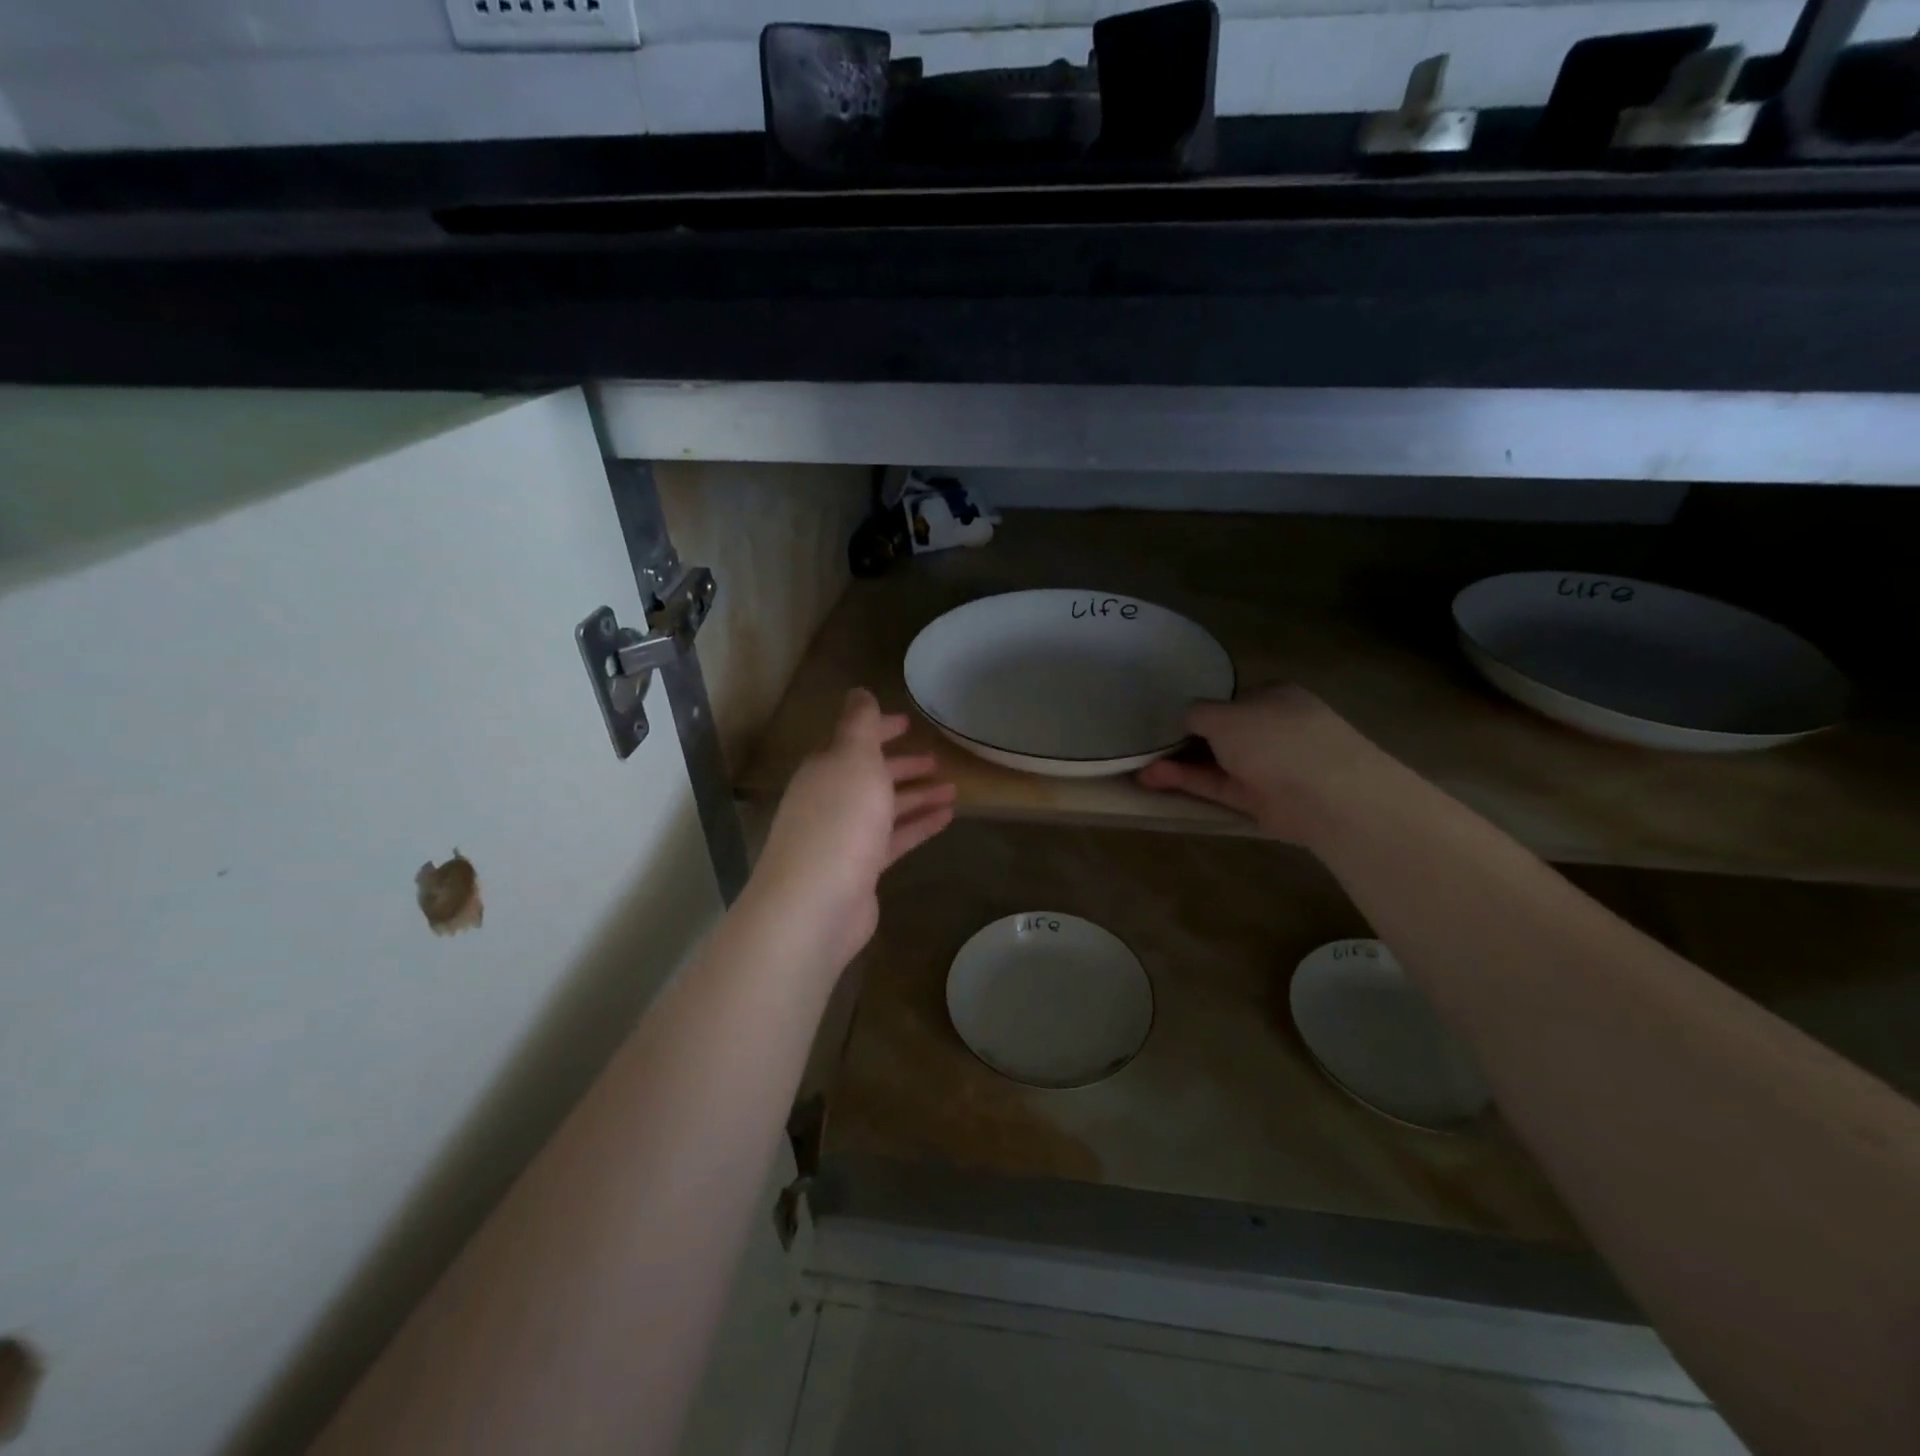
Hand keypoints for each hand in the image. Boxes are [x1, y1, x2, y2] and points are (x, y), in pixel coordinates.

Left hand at [747, 689, 955, 970]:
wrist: (816, 903)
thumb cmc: (839, 821)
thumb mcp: (853, 759)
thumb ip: (860, 725)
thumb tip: (858, 692)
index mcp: (824, 769)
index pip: (853, 741)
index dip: (880, 730)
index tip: (909, 724)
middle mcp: (831, 799)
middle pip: (870, 776)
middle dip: (902, 766)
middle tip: (937, 760)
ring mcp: (845, 836)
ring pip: (885, 808)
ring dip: (918, 796)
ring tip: (954, 789)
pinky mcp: (861, 868)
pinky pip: (894, 838)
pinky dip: (918, 825)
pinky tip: (947, 818)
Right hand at [1136, 686, 1392, 846]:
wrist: (1326, 793)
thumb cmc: (1274, 738)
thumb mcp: (1223, 715)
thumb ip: (1198, 714)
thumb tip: (1186, 717)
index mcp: (1273, 696)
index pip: (1231, 701)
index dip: (1200, 710)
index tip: (1167, 720)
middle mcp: (1272, 728)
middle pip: (1221, 734)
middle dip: (1184, 741)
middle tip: (1147, 747)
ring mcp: (1269, 766)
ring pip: (1216, 763)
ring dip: (1178, 765)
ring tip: (1139, 768)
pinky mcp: (1262, 800)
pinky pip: (1219, 787)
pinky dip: (1189, 783)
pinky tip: (1155, 779)